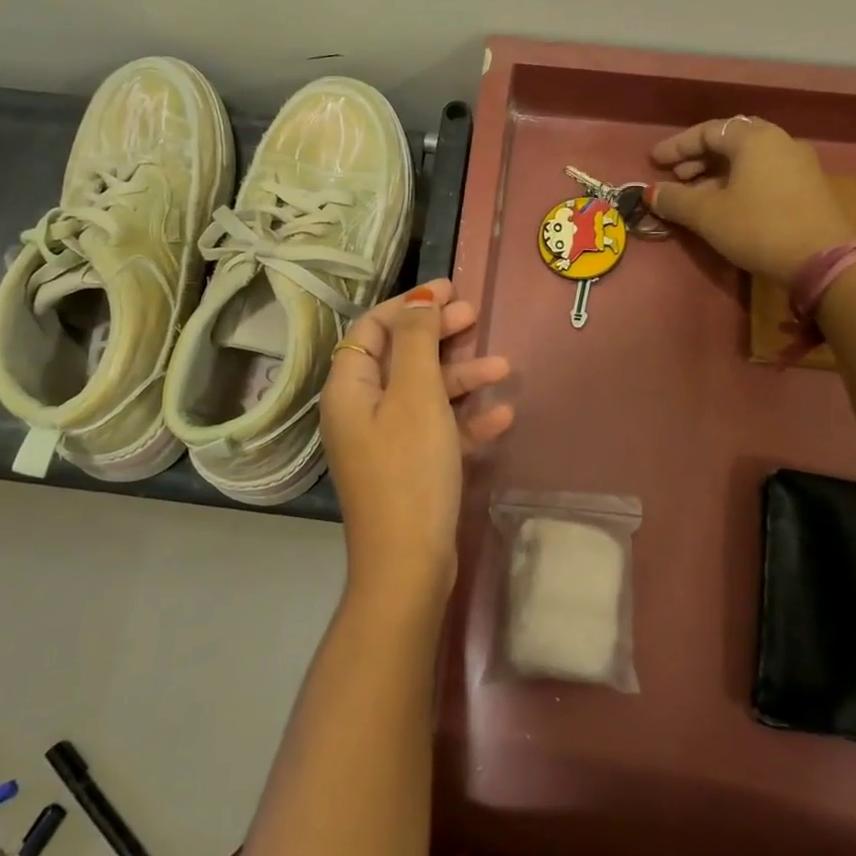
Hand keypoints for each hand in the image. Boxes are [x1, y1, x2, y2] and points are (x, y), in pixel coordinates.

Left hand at [320, 278, 513, 608]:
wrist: (410, 565)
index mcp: (350, 388)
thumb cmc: (410, 471)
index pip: (373, 328)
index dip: (410, 305)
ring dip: (461, 377)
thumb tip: (418, 299)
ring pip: (424, 392)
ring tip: (504, 366)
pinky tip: (501, 416)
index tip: (450, 290)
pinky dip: (465, 419)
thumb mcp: (416, 396)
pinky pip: (437, 429)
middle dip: (439, 335)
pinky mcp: (410, 467)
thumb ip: (417, 342)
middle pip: (400, 356)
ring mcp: (385, 440)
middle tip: (475, 316)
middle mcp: (361, 410)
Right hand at [647, 117, 854, 279]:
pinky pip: (764, 173)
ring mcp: (798, 163)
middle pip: (730, 141)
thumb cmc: (758, 227)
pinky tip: (727, 205)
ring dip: (717, 173)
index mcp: (754, 138)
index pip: (707, 131)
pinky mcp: (808, 186)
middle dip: (698, 158)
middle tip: (676, 177)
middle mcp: (779, 141)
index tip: (654, 162)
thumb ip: (676, 200)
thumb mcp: (708, 215)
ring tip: (696, 195)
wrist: (822, 259)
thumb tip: (652, 193)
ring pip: (748, 159)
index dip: (677, 146)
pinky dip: (739, 182)